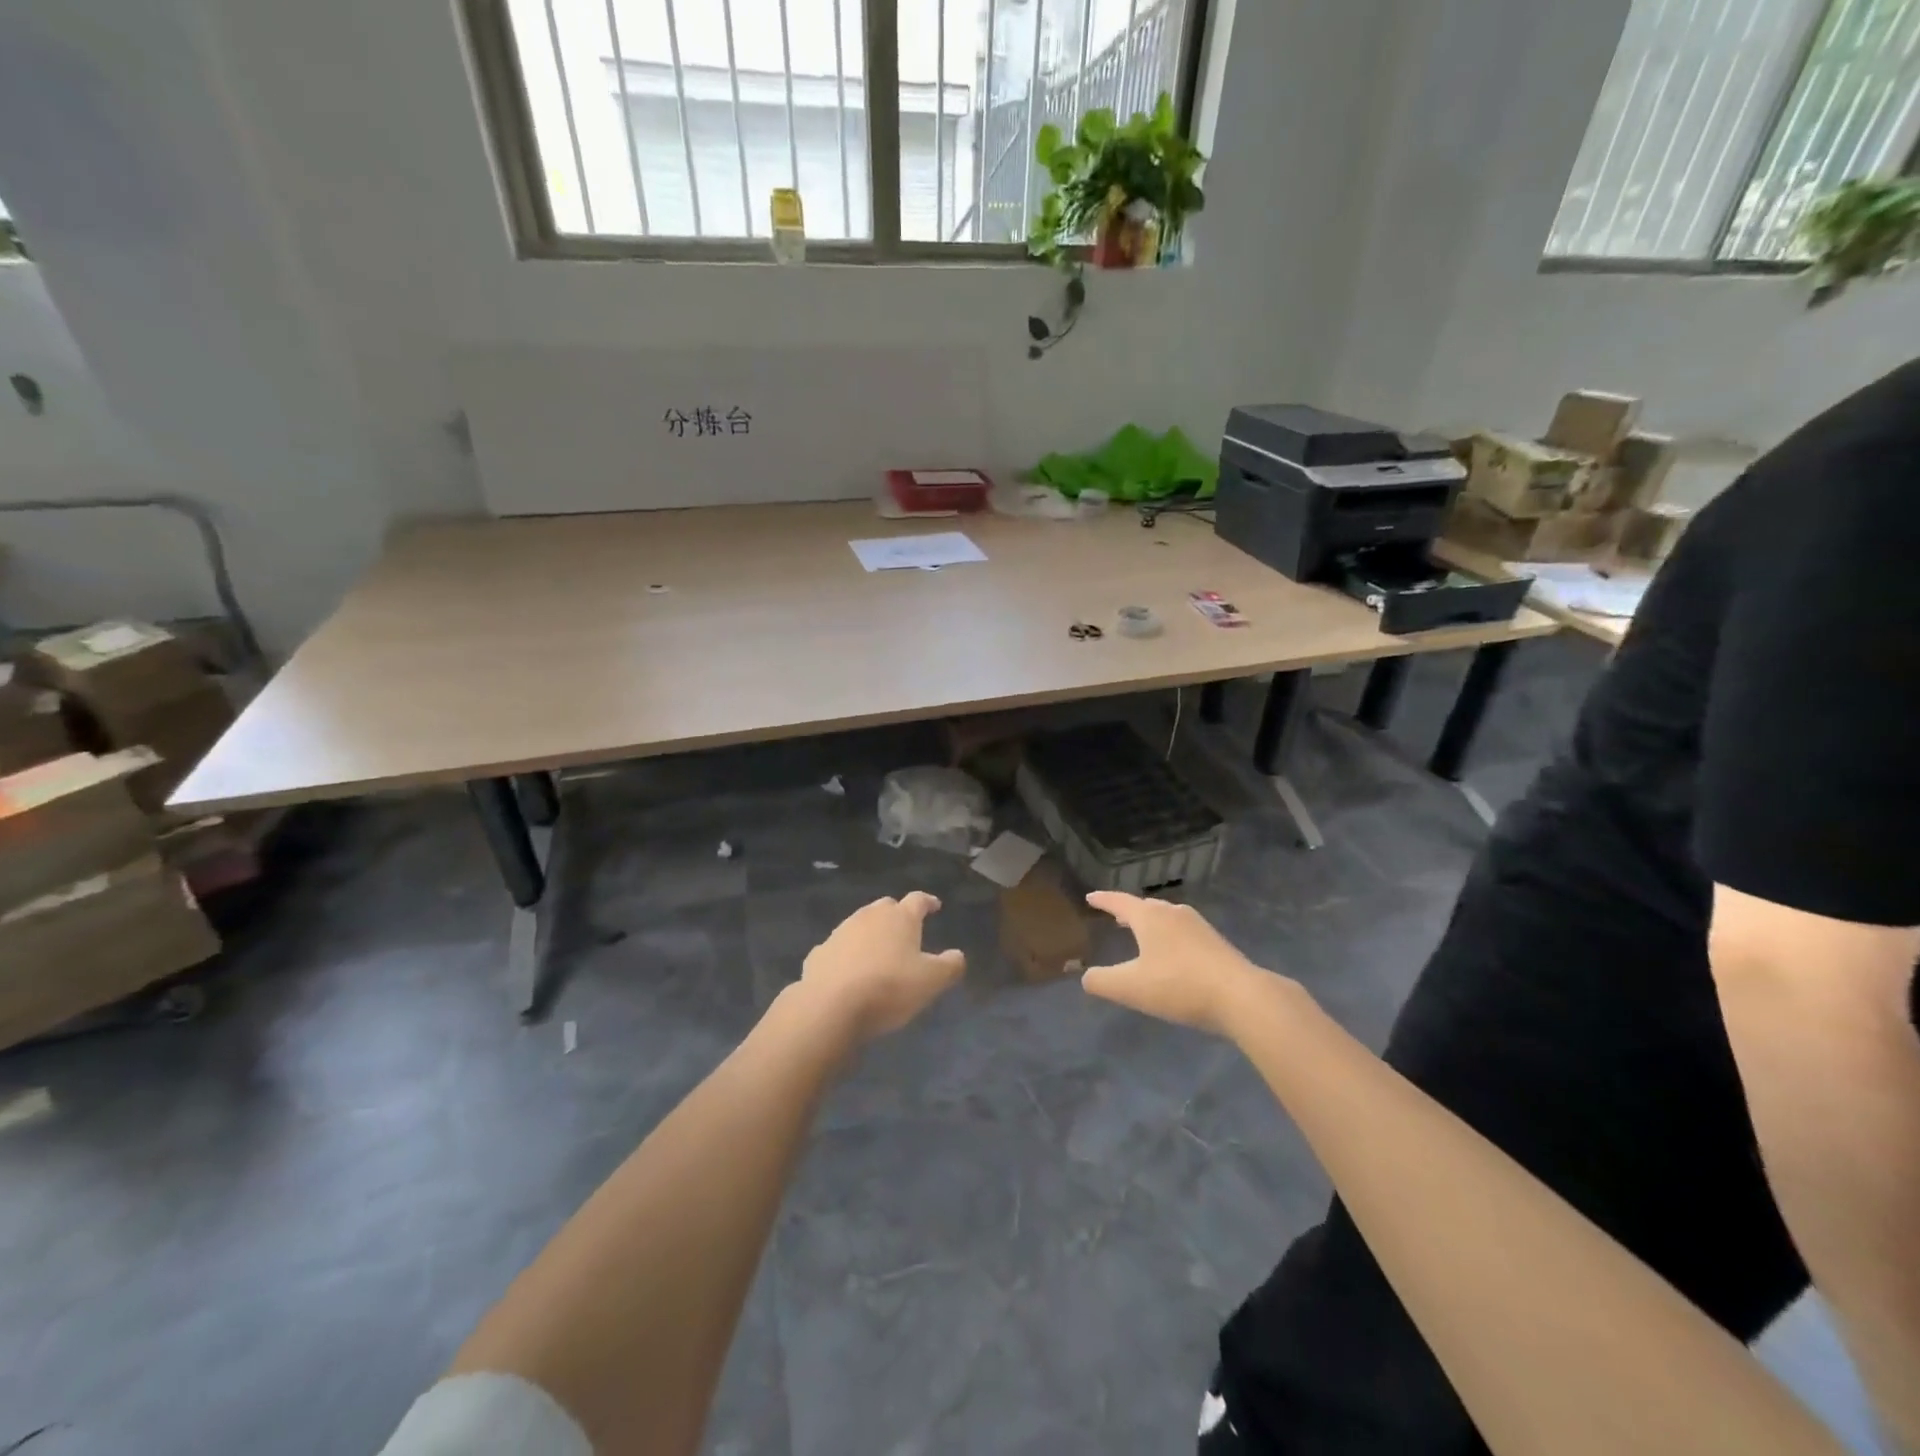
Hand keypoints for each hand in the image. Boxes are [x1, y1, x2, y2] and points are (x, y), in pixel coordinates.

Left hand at [799, 892, 965, 1041]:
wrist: (830, 1005)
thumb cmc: (889, 988)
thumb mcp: (931, 981)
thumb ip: (950, 966)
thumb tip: (957, 955)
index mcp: (900, 918)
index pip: (918, 900)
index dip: (928, 902)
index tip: (935, 905)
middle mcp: (869, 916)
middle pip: (886, 907)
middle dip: (897, 914)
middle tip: (906, 930)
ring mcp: (841, 932)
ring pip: (860, 924)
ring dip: (871, 933)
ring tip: (878, 952)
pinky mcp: (819, 952)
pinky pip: (839, 948)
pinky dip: (847, 954)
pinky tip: (849, 971)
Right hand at [1081, 892, 1278, 1037]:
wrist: (1241, 996)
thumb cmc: (1179, 985)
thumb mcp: (1131, 988)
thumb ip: (1102, 982)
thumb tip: (1087, 977)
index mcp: (1150, 917)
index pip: (1119, 902)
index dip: (1103, 900)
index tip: (1090, 897)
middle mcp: (1173, 914)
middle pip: (1145, 907)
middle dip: (1128, 911)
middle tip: (1115, 916)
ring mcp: (1198, 927)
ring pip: (1166, 919)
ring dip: (1150, 924)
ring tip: (1141, 934)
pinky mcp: (1216, 943)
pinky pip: (1183, 933)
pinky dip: (1169, 938)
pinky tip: (1171, 955)